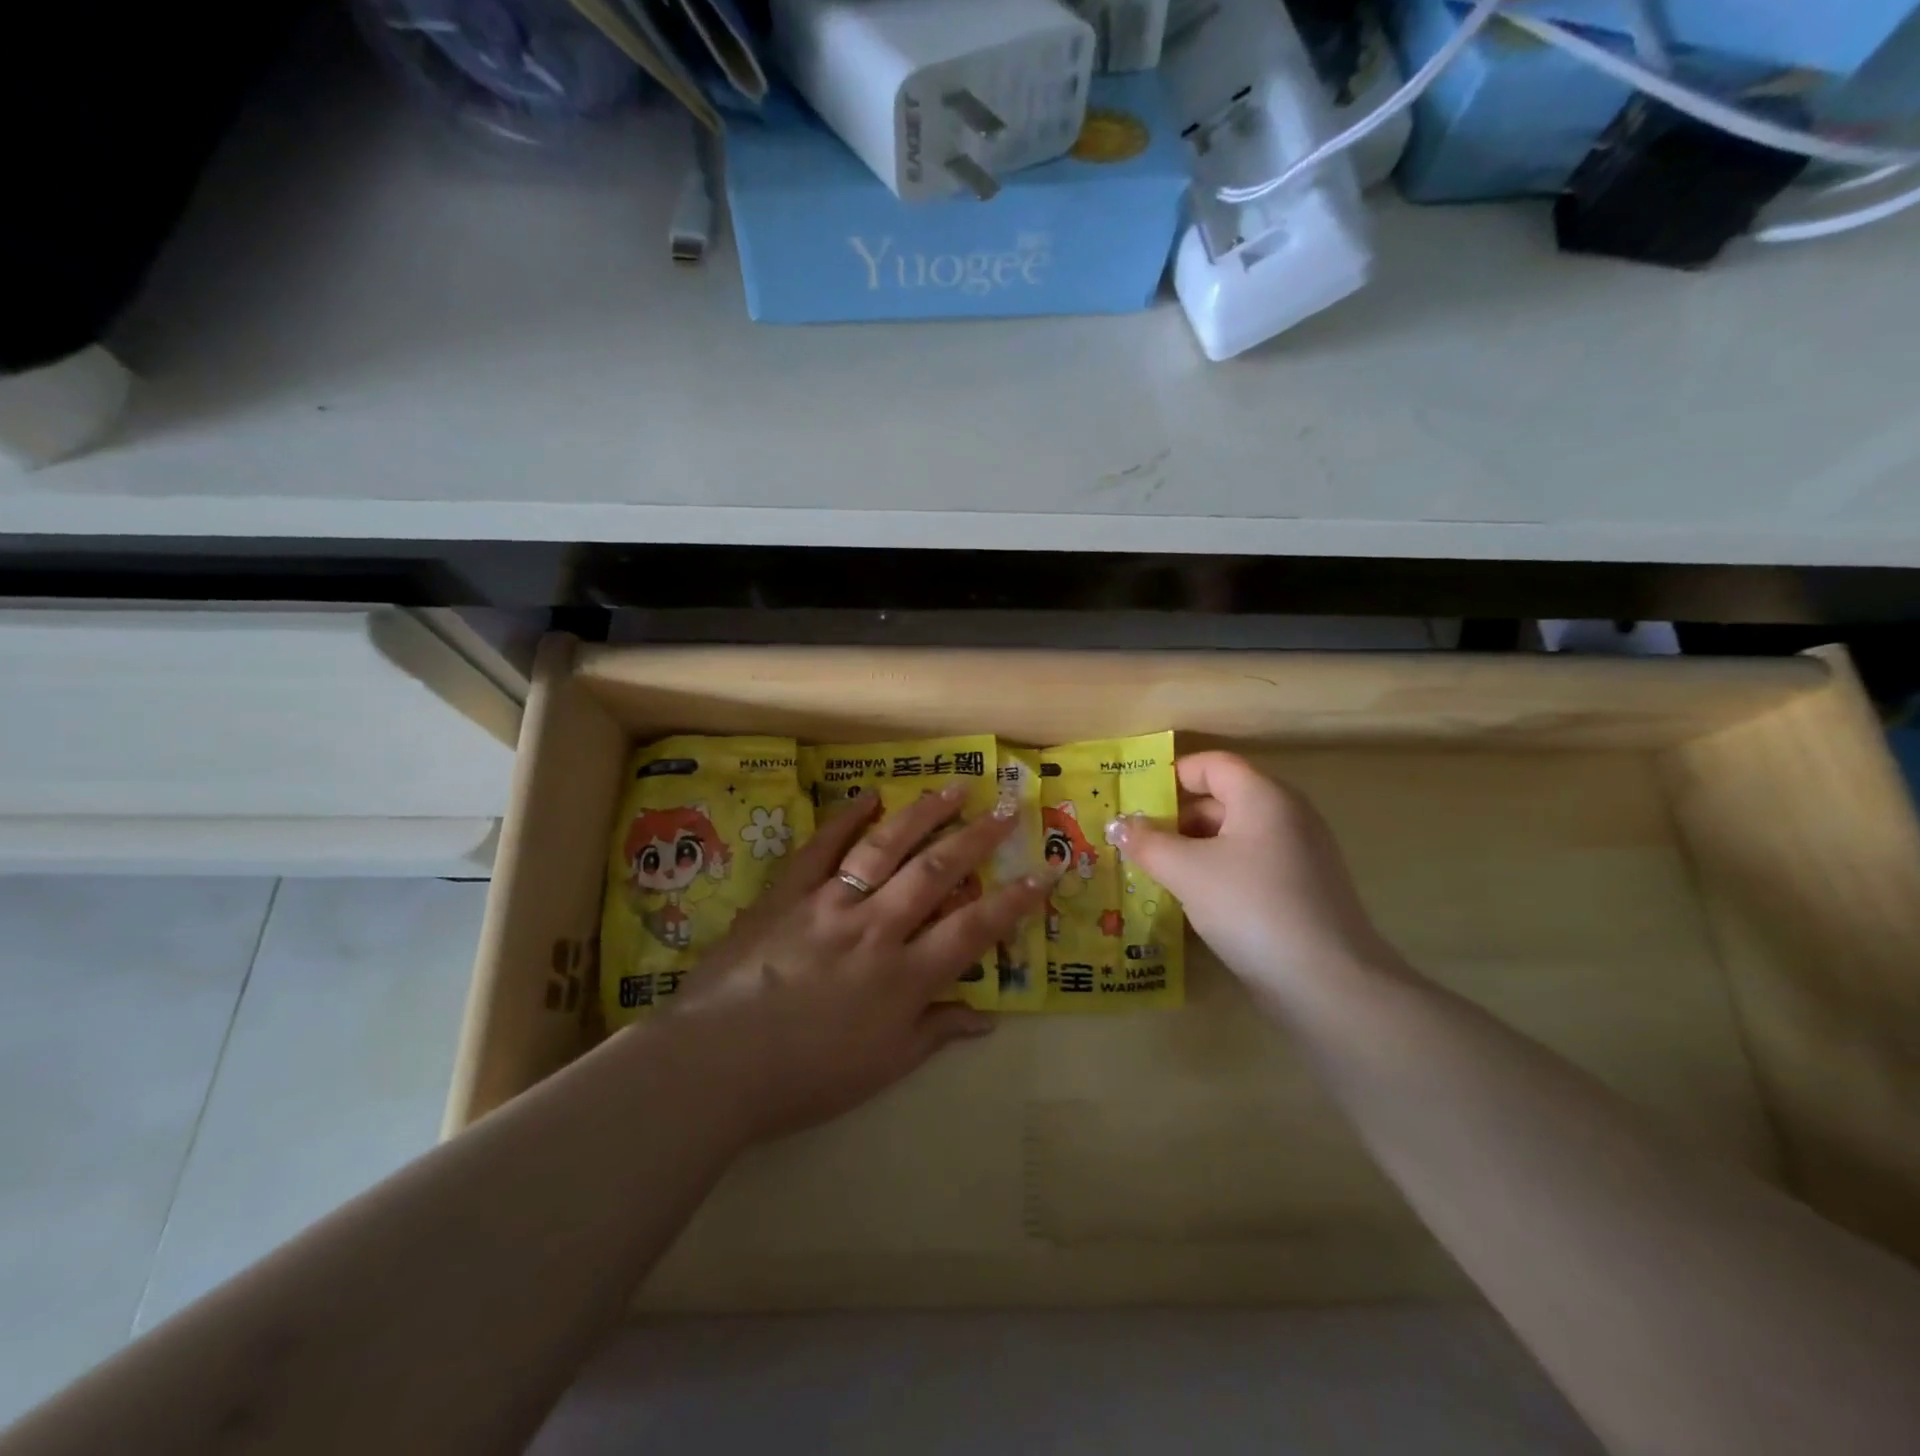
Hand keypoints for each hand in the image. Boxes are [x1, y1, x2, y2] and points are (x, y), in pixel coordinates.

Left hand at [664, 786, 1050, 1141]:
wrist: (716, 1063)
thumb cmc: (805, 1076)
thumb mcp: (882, 1067)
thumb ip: (935, 1034)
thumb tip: (987, 1018)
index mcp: (903, 977)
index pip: (974, 930)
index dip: (1015, 901)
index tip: (1045, 872)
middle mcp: (875, 929)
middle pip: (936, 872)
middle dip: (977, 838)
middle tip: (1006, 809)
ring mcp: (830, 903)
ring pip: (885, 847)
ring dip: (924, 814)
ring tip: (953, 788)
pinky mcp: (788, 893)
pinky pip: (822, 847)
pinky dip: (847, 819)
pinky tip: (870, 797)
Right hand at [1112, 752, 1399, 1002]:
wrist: (1327, 983)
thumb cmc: (1250, 907)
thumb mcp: (1186, 871)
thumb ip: (1147, 843)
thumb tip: (1119, 825)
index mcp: (1264, 796)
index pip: (1212, 764)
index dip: (1171, 776)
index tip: (1135, 800)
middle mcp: (1288, 815)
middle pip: (1223, 799)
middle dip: (1177, 818)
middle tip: (1137, 842)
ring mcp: (1301, 854)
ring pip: (1235, 836)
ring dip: (1194, 848)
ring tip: (1157, 872)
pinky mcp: (1304, 890)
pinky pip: (1251, 865)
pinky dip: (1220, 872)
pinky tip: (1194, 900)